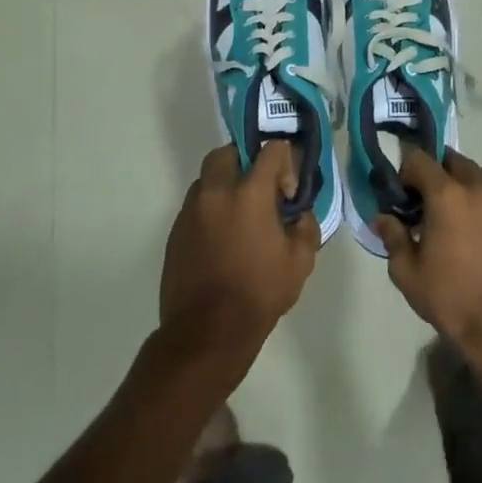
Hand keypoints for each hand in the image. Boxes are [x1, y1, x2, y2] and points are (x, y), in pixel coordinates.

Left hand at [161, 141, 320, 366]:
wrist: (207, 331)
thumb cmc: (259, 293)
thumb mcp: (300, 263)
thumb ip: (305, 228)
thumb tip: (298, 215)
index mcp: (249, 194)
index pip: (271, 151)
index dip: (286, 163)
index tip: (289, 193)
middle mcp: (215, 193)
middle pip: (227, 153)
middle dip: (246, 161)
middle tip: (260, 189)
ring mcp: (190, 211)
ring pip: (206, 179)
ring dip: (225, 185)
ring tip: (241, 216)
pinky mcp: (175, 231)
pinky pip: (195, 205)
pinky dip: (210, 209)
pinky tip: (223, 238)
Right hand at [374, 149, 481, 349]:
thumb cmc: (451, 301)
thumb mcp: (408, 273)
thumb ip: (394, 238)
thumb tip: (383, 219)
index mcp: (448, 196)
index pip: (420, 160)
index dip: (407, 169)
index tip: (404, 189)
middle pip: (456, 163)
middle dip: (441, 175)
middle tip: (434, 202)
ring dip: (472, 186)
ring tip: (467, 215)